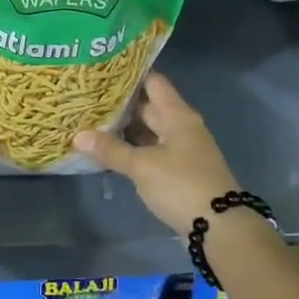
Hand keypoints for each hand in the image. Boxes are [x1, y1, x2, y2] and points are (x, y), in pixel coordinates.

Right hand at [72, 73, 240, 234]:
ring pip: (149, 130)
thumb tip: (78, 135)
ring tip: (91, 121)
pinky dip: (133, 148)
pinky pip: (151, 150)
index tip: (102, 70)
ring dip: (125, 128)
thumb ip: (111, 150)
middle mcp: (182, 126)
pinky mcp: (179, 170)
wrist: (220, 227)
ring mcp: (182, 149)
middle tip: (87, 97)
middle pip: (149, 106)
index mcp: (177, 115)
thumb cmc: (181, 185)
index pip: (152, 82)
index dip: (129, 74)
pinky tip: (110, 150)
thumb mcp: (142, 166)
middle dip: (120, 103)